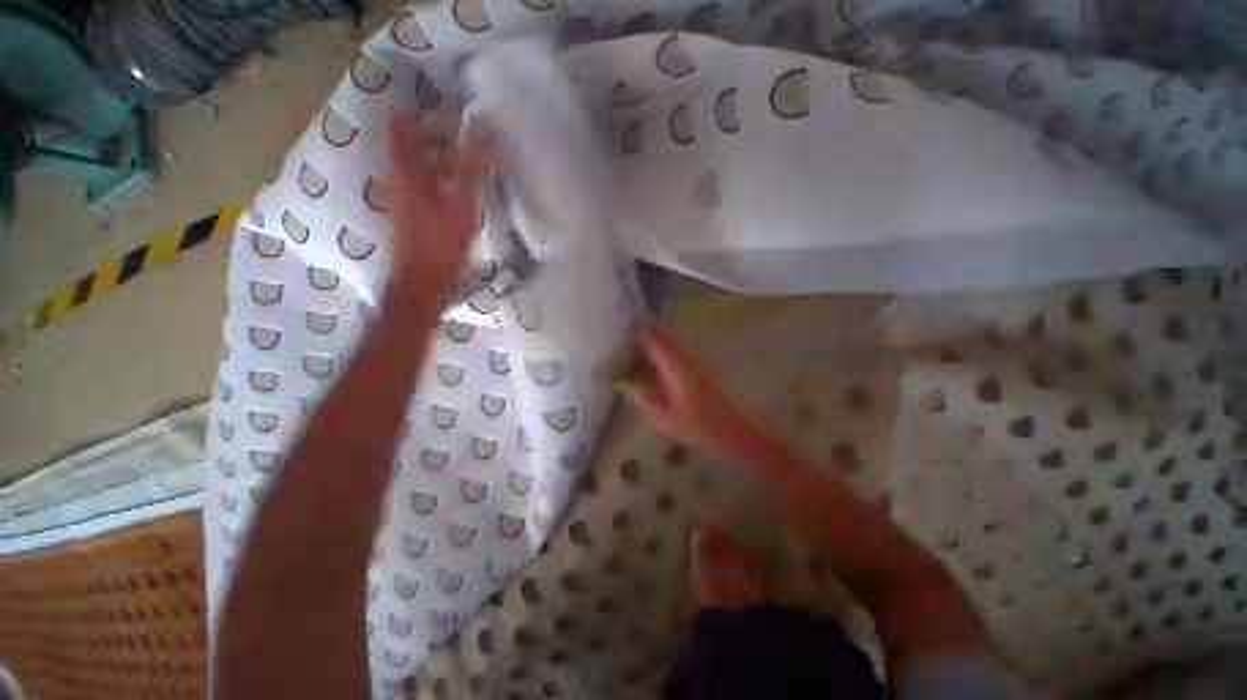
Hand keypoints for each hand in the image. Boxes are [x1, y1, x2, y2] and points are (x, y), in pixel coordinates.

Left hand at [387, 114, 491, 299]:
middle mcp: (401, 183)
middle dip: (425, 135)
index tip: (426, 101)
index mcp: (409, 174)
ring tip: (455, 155)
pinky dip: (434, 180)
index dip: (410, 113)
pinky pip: (420, 188)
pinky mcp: (412, 219)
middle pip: (406, 149)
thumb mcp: (462, 207)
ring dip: (431, 158)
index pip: (402, 131)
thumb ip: (472, 171)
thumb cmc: (442, 245)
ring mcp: (404, 202)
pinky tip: (453, 189)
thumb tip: (484, 134)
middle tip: (449, 127)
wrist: (423, 283)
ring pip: (414, 170)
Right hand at [620, 326, 776, 462]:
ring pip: (674, 340)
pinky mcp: (704, 367)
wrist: (738, 431)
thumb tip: (633, 386)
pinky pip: (681, 350)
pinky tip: (660, 368)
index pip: (653, 339)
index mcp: (675, 366)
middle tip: (629, 346)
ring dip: (657, 342)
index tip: (622, 338)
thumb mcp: (665, 419)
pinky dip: (668, 352)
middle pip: (664, 334)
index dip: (636, 335)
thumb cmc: (700, 427)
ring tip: (641, 356)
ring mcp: (698, 360)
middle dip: (646, 335)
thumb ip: (646, 399)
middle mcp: (687, 356)